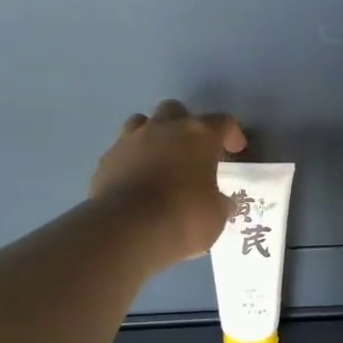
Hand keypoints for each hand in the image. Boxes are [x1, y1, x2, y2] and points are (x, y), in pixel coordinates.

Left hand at [92, 101, 246, 270]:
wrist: (126, 230)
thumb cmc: (183, 217)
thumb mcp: (216, 215)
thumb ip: (220, 202)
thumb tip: (221, 202)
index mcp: (199, 135)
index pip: (222, 122)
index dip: (232, 134)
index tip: (235, 150)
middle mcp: (164, 128)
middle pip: (177, 111)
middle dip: (186, 127)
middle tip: (192, 152)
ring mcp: (130, 140)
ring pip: (143, 122)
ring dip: (154, 136)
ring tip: (160, 160)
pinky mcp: (106, 159)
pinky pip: (122, 150)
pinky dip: (132, 160)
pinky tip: (136, 182)